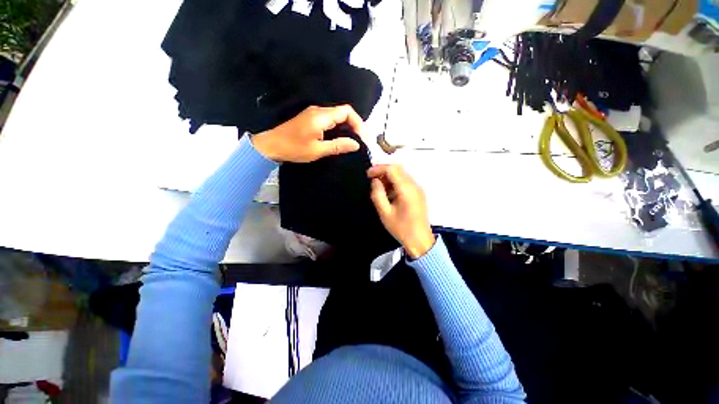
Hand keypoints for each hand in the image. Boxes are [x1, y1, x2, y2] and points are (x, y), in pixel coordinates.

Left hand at [252, 105, 365, 162]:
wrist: (271, 145)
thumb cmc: (294, 148)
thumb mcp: (318, 150)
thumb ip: (338, 145)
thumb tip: (356, 144)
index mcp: (321, 116)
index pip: (347, 112)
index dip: (358, 123)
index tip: (363, 138)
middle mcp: (319, 111)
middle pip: (343, 112)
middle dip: (355, 125)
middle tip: (361, 141)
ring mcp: (314, 114)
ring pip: (337, 116)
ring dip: (347, 127)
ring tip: (354, 141)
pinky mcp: (311, 119)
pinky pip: (330, 120)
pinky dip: (339, 128)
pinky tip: (341, 138)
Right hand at [368, 164, 435, 258]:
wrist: (420, 240)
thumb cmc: (401, 228)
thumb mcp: (385, 213)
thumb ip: (377, 194)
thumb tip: (375, 181)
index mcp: (406, 190)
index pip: (392, 169)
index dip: (379, 168)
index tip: (368, 174)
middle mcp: (414, 185)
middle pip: (398, 169)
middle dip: (383, 171)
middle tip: (371, 179)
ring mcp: (418, 189)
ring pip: (402, 174)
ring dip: (389, 176)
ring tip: (378, 186)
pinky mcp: (418, 193)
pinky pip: (406, 181)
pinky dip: (395, 182)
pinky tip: (388, 192)